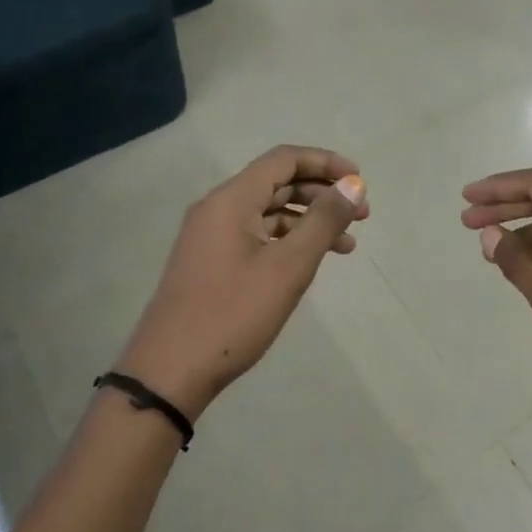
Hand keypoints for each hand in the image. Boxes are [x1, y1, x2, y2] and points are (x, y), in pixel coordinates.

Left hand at [120, 146, 367, 418]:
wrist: (169, 372)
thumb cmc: (233, 314)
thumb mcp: (288, 266)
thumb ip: (323, 221)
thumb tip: (353, 184)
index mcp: (231, 199)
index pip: (284, 159)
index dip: (325, 163)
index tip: (360, 181)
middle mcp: (218, 209)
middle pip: (278, 183)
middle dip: (322, 194)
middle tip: (362, 217)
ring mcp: (211, 237)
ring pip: (269, 213)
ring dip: (309, 221)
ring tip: (347, 245)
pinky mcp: (211, 262)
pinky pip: (257, 236)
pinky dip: (288, 242)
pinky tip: (311, 263)